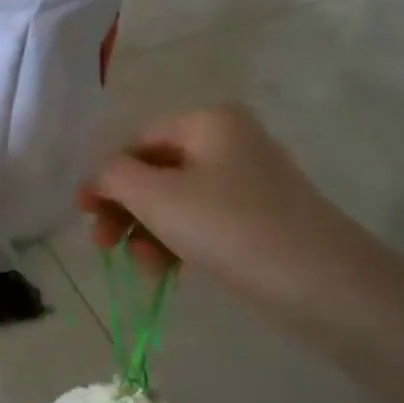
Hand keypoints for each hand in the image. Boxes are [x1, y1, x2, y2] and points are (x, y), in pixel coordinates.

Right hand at [79, 104, 359, 307]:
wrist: (319, 279)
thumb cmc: (229, 226)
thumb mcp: (156, 196)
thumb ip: (114, 177)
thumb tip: (98, 178)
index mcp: (208, 122)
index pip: (137, 141)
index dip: (105, 177)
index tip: (84, 216)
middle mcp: (229, 141)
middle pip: (155, 172)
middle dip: (126, 210)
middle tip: (105, 247)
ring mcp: (246, 181)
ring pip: (175, 202)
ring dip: (148, 233)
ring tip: (146, 268)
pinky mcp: (257, 218)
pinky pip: (201, 222)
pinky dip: (177, 243)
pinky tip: (168, 272)